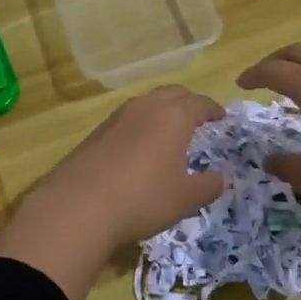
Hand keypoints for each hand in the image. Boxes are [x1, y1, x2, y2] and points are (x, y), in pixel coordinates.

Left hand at [23, 86, 226, 246]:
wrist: (79, 206)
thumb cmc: (143, 198)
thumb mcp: (185, 199)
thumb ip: (208, 186)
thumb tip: (220, 178)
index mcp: (174, 116)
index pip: (200, 103)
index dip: (213, 109)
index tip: (221, 117)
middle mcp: (146, 107)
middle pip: (173, 93)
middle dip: (188, 102)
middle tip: (198, 117)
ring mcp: (118, 117)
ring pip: (148, 103)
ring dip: (162, 111)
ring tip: (170, 131)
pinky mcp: (97, 131)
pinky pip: (128, 119)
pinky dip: (142, 125)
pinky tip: (140, 147)